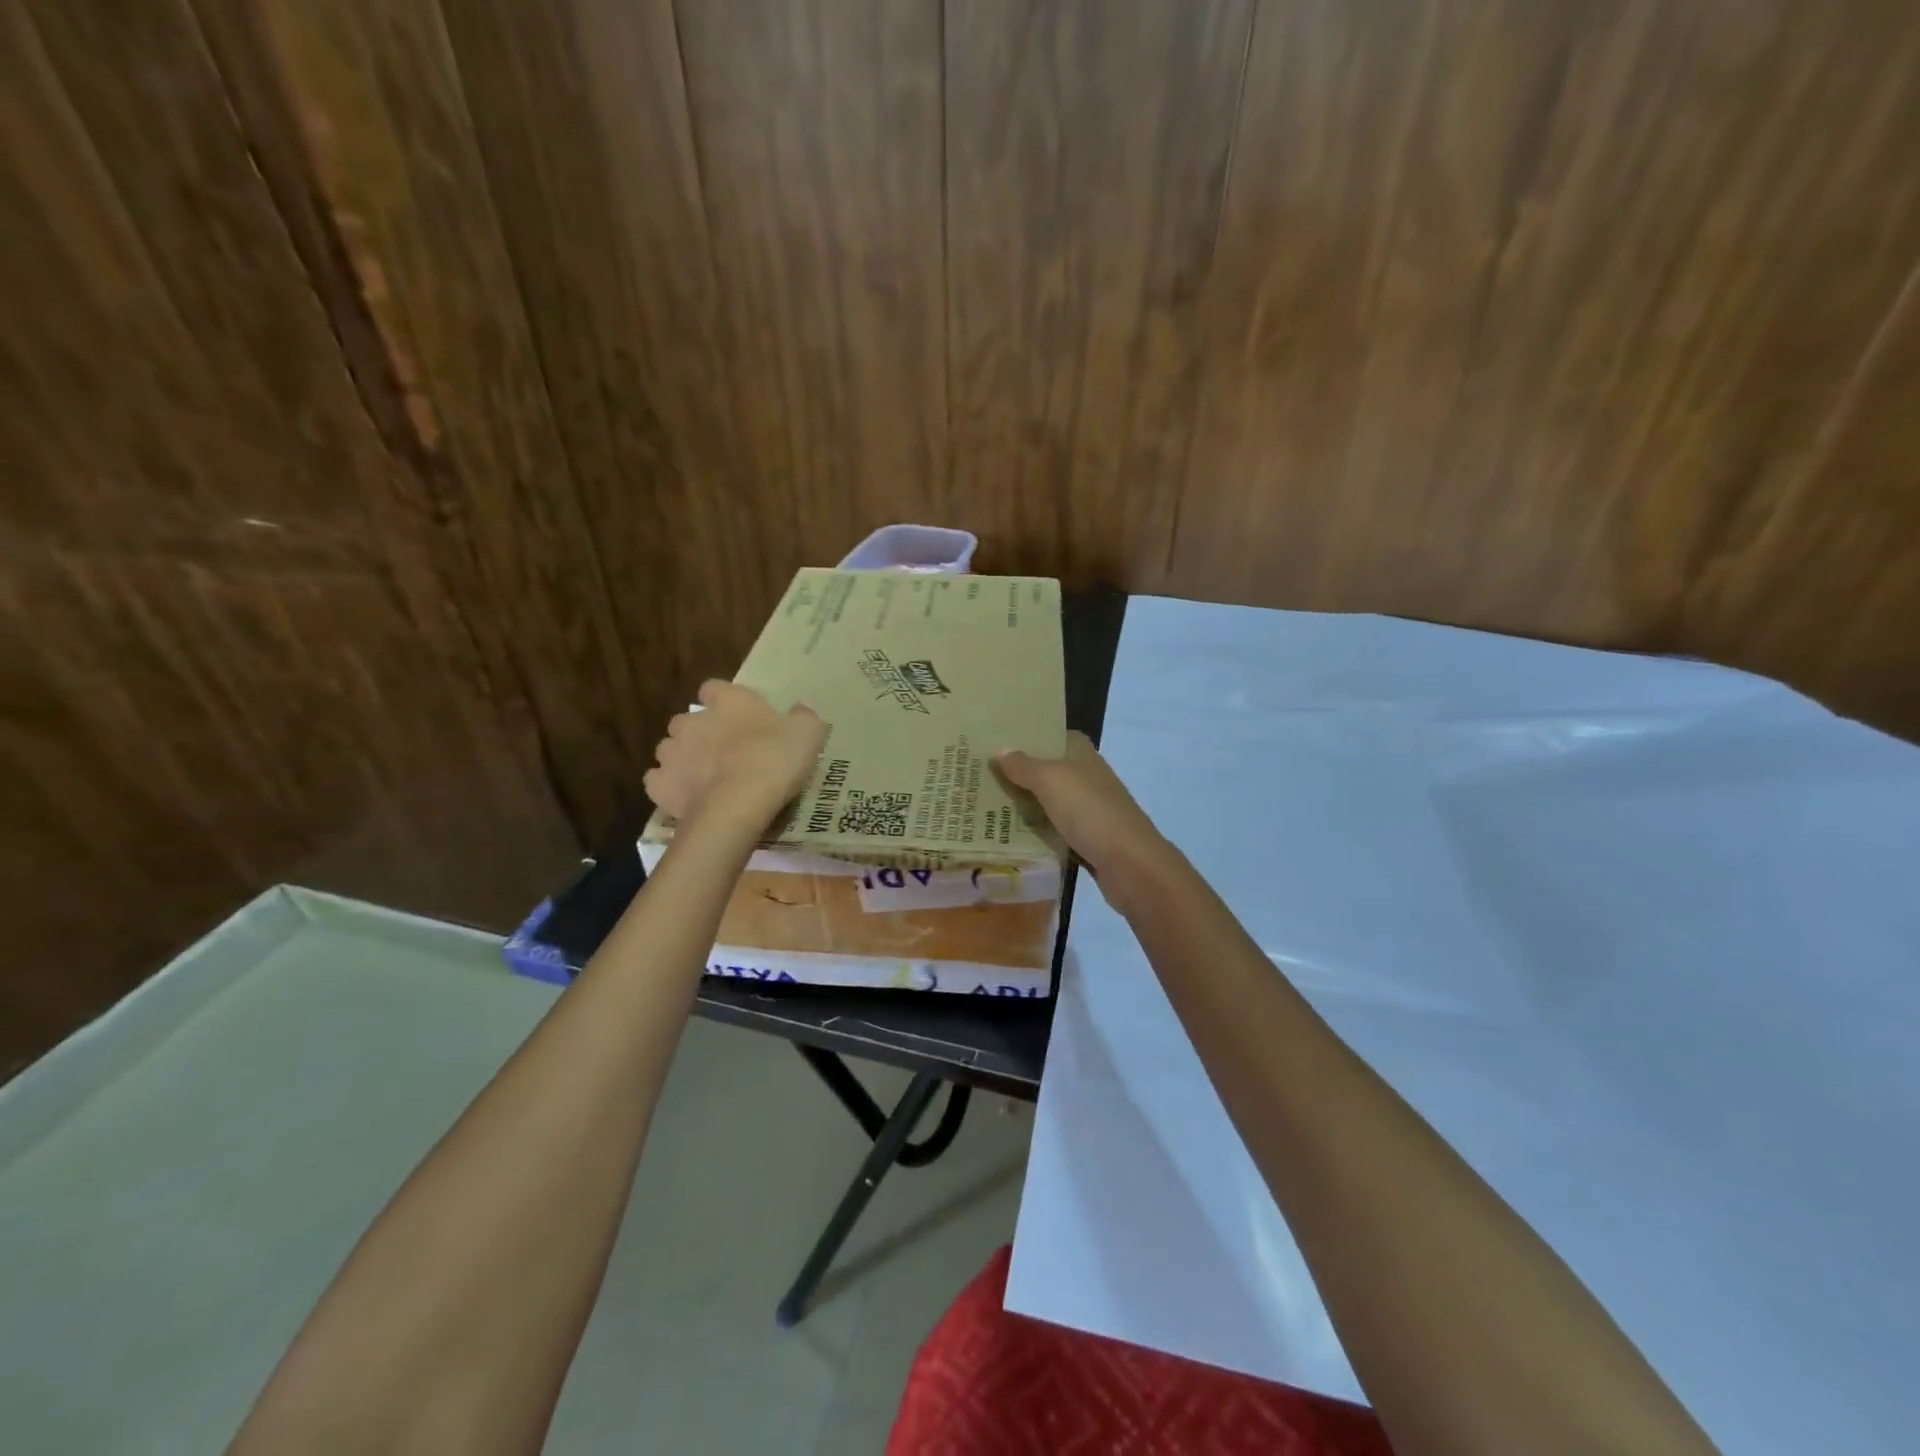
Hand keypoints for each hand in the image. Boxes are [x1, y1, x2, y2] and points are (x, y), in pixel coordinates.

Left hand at [644, 680, 826, 830]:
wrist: (737, 805)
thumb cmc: (774, 760)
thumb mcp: (807, 734)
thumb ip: (805, 717)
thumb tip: (804, 706)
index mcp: (728, 701)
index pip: (714, 688)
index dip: (722, 700)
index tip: (736, 715)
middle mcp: (693, 721)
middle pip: (688, 721)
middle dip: (700, 733)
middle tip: (723, 751)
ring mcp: (672, 753)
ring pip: (670, 750)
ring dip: (683, 759)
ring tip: (705, 778)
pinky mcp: (660, 786)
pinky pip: (657, 781)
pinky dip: (668, 787)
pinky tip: (686, 797)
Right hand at [994, 732, 1167, 883]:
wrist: (1129, 863)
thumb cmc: (1089, 811)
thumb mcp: (1050, 781)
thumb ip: (1024, 766)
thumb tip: (1000, 750)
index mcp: (1082, 754)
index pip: (1055, 735)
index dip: (1029, 737)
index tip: (997, 742)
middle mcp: (1087, 777)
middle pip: (1048, 770)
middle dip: (1019, 773)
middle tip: (982, 776)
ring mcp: (1090, 809)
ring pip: (1050, 801)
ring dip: (1026, 804)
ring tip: (986, 804)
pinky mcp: (1088, 838)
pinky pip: (1055, 829)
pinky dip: (1037, 832)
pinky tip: (1010, 835)